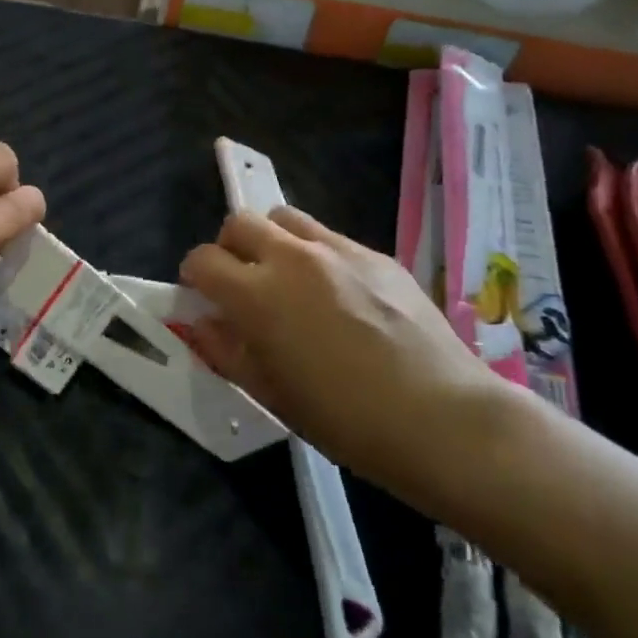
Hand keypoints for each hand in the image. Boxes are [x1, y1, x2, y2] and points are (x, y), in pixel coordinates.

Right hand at [179, 207, 503, 498]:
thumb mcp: (271, 393)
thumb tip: (202, 323)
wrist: (442, 418)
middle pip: (240, 223)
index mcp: (257, 294)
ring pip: (285, 218)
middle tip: (243, 284)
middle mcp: (292, 257)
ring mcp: (338, 250)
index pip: (203, 260)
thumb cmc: (345, 419)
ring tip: (287, 280)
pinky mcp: (376, 254)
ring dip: (272, 240)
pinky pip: (329, 237)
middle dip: (229, 248)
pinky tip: (338, 295)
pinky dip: (315, 254)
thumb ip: (226, 350)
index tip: (204, 299)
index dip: (195, 278)